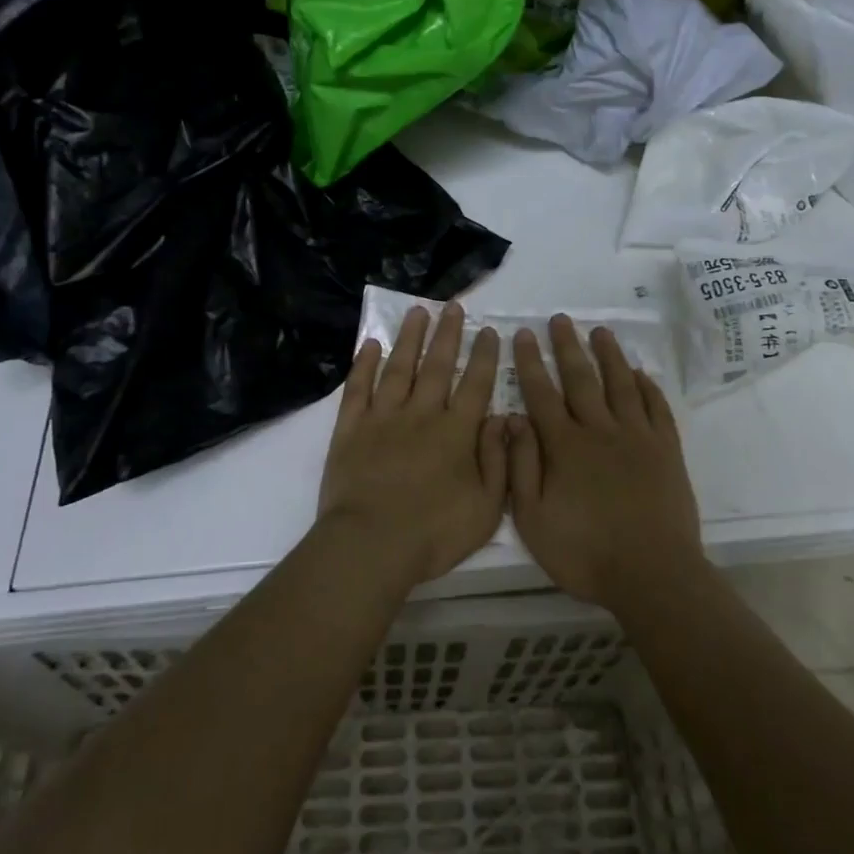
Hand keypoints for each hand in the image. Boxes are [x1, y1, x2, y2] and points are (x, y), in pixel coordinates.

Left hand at [317, 303, 507, 587]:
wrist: (370, 546)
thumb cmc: (433, 534)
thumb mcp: (487, 508)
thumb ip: (499, 461)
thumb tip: (502, 419)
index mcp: (456, 433)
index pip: (476, 385)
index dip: (485, 357)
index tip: (490, 331)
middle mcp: (421, 414)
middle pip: (438, 366)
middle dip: (448, 334)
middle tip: (453, 306)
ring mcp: (382, 418)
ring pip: (399, 368)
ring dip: (409, 338)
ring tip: (417, 311)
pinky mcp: (350, 429)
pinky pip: (358, 388)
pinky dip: (364, 364)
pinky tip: (369, 344)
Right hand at [507, 315, 704, 611]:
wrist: (652, 574)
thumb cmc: (584, 552)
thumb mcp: (533, 519)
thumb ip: (521, 467)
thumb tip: (512, 420)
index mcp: (564, 446)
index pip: (541, 393)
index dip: (531, 362)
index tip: (524, 334)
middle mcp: (599, 430)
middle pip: (581, 378)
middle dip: (568, 346)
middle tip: (561, 319)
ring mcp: (637, 437)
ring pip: (620, 384)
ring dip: (609, 355)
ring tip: (600, 331)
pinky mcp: (666, 450)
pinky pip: (656, 408)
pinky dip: (647, 387)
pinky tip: (640, 373)